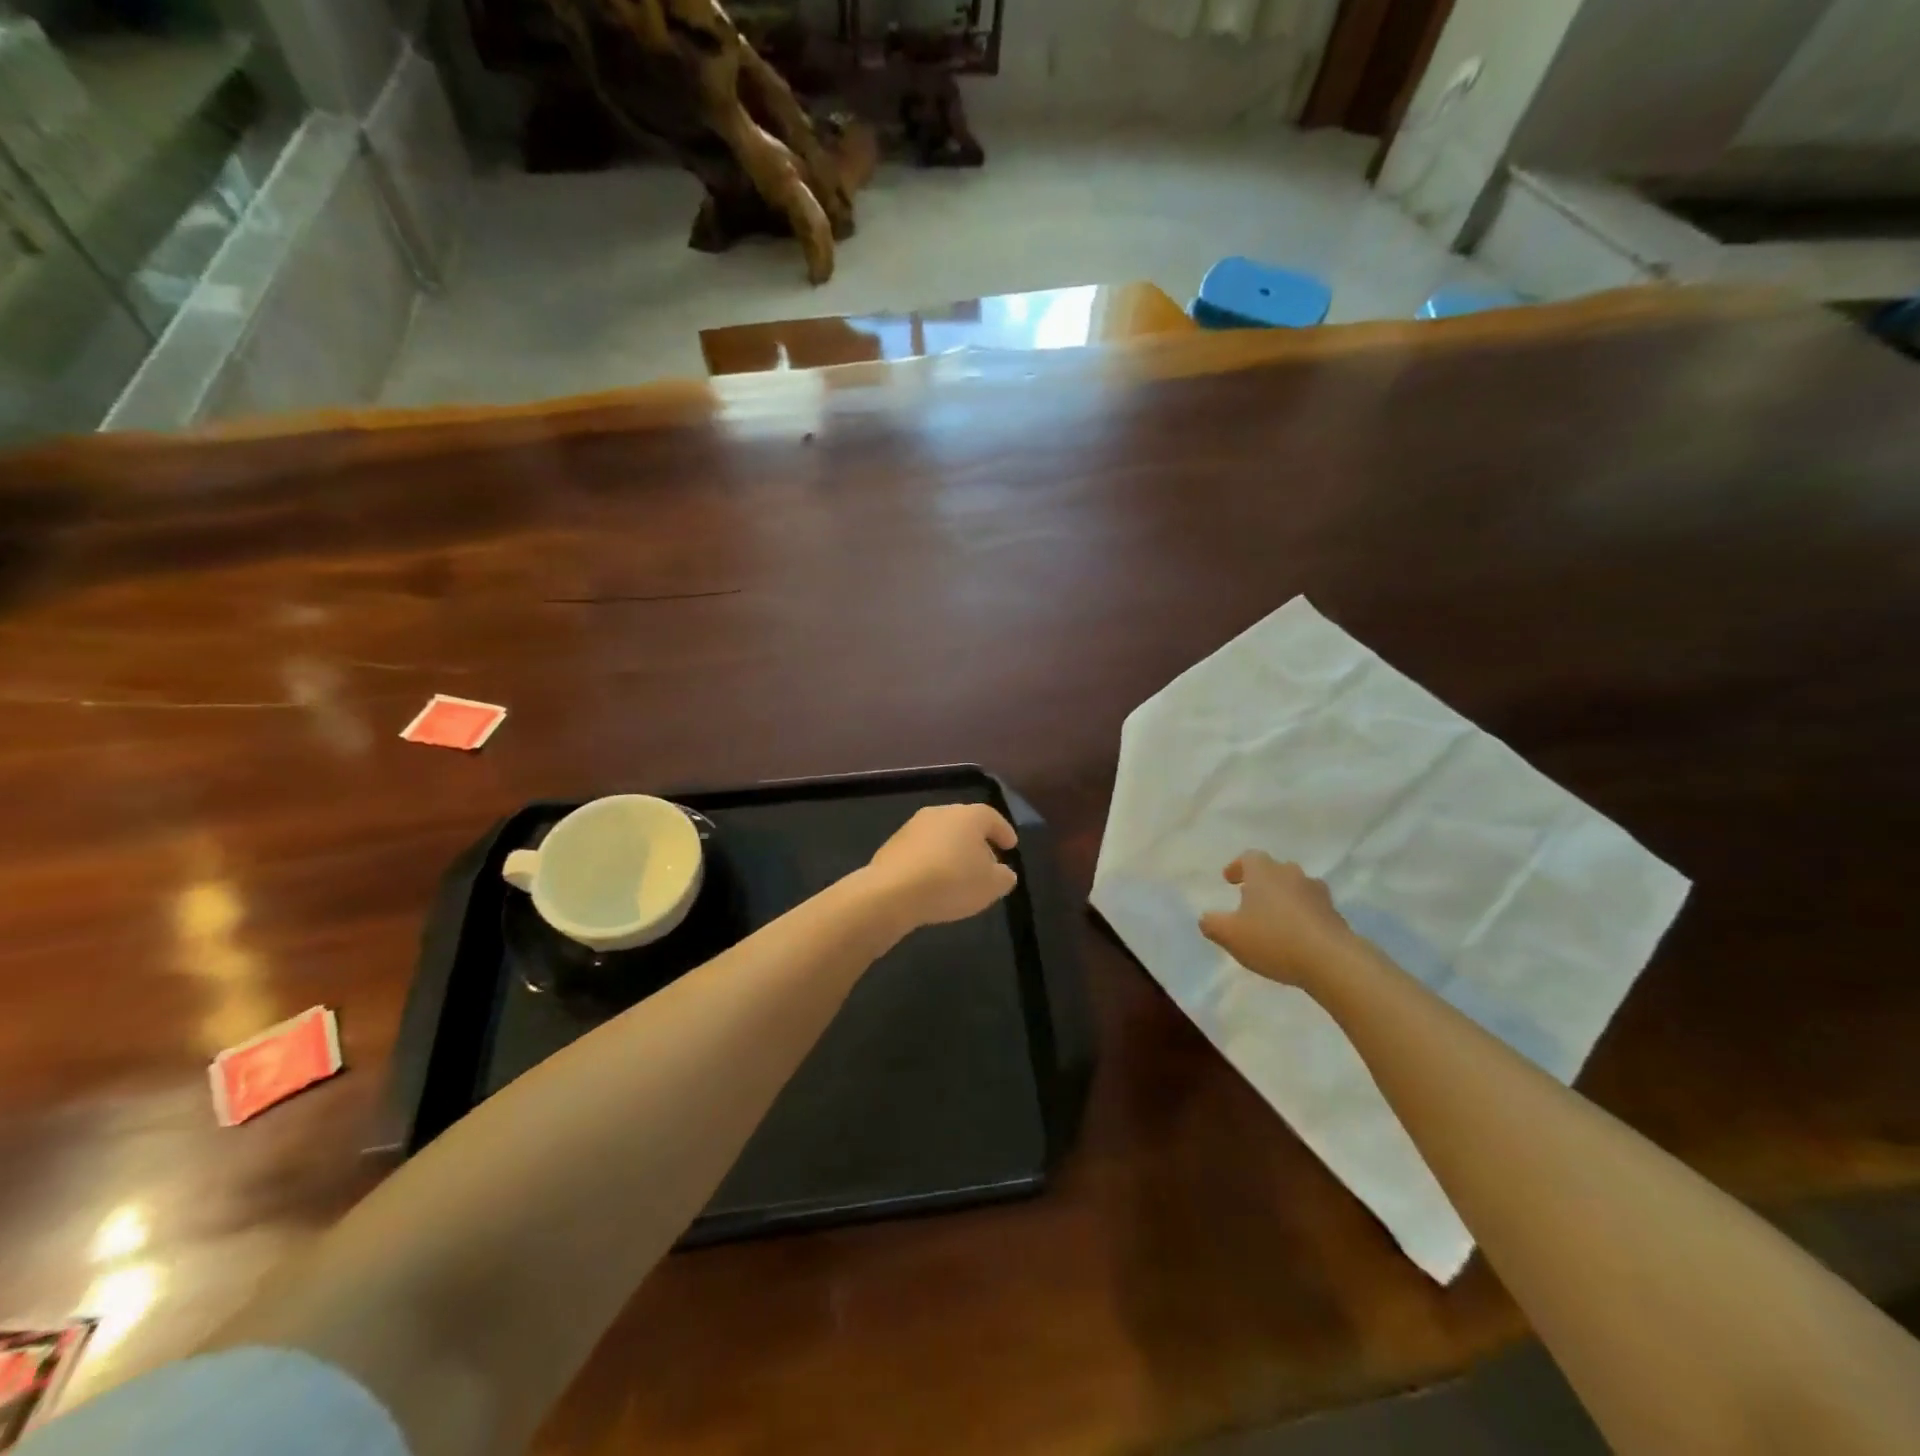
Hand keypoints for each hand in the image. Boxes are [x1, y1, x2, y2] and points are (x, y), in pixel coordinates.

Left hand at [861, 804, 1018, 930]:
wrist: (893, 891)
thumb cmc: (952, 882)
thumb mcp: (991, 886)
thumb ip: (1003, 877)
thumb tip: (1003, 872)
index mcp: (968, 816)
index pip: (992, 817)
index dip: (1003, 831)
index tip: (1011, 845)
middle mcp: (940, 813)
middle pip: (965, 823)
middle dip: (977, 841)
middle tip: (987, 861)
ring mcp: (913, 826)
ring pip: (941, 835)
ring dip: (952, 850)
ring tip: (959, 873)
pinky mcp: (893, 844)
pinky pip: (922, 849)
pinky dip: (932, 860)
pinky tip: (933, 880)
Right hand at [1198, 852, 1358, 986]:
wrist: (1332, 961)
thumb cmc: (1273, 939)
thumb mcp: (1230, 935)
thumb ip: (1212, 924)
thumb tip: (1206, 918)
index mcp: (1264, 872)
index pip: (1249, 857)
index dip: (1237, 867)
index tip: (1229, 880)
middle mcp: (1292, 875)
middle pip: (1275, 871)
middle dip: (1262, 882)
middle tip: (1250, 899)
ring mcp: (1318, 894)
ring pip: (1296, 889)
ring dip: (1284, 899)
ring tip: (1274, 919)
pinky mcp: (1336, 915)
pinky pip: (1313, 909)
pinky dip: (1302, 917)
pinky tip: (1296, 937)